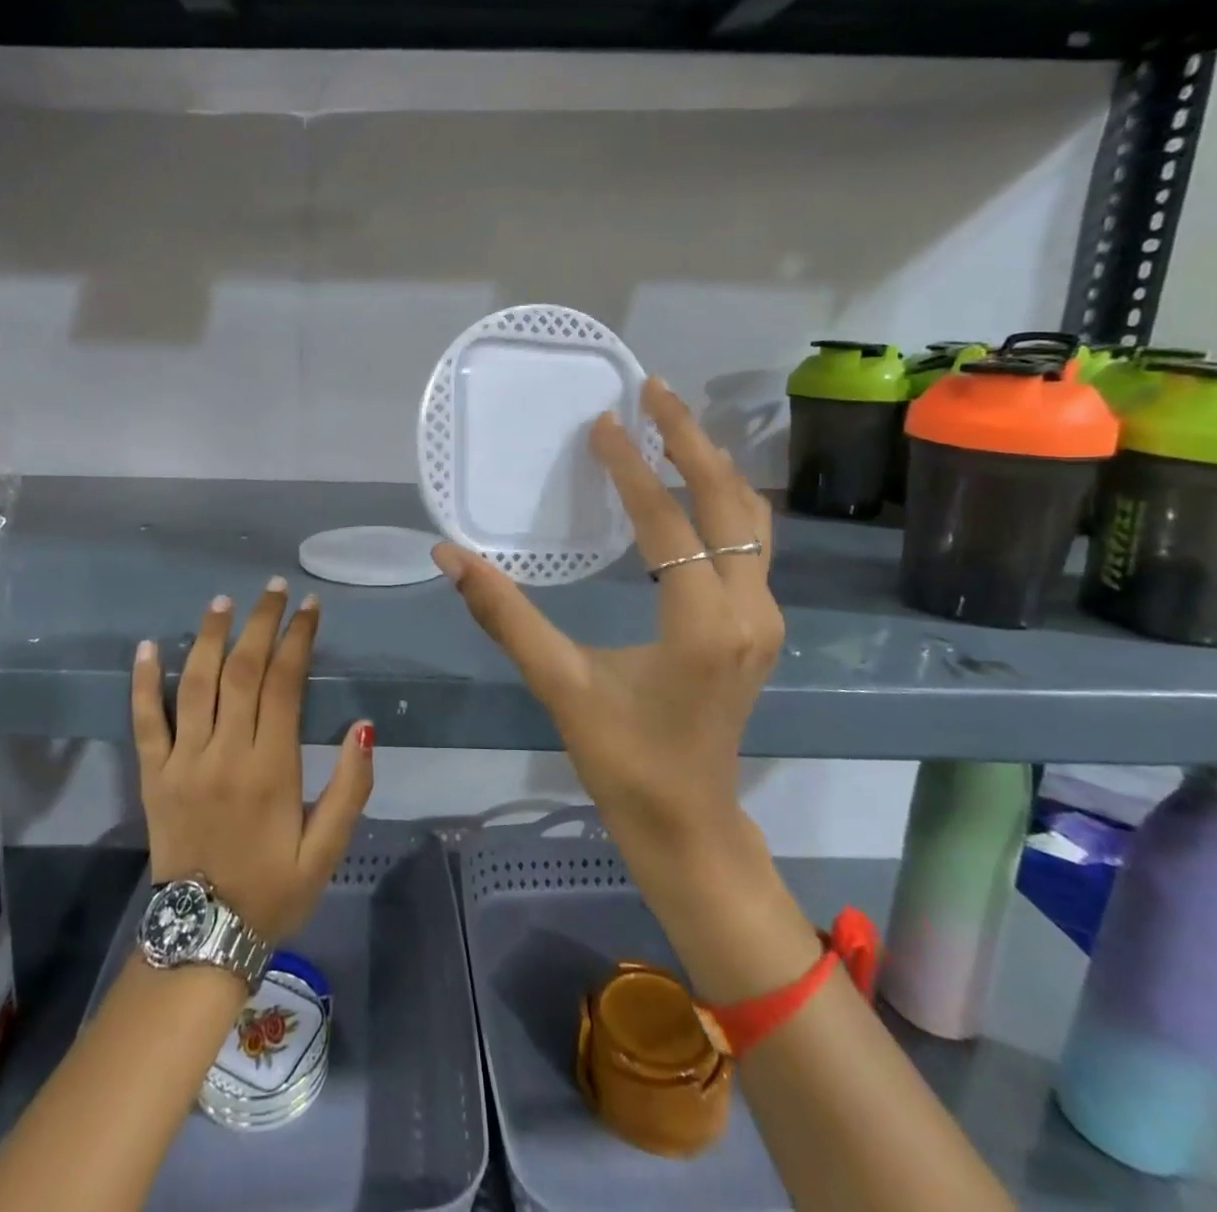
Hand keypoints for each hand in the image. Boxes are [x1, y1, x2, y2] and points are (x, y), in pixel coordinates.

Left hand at [130, 580, 374, 944]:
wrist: (202, 939)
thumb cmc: (273, 890)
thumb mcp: (328, 849)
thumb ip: (351, 787)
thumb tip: (363, 725)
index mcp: (271, 769)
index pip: (284, 685)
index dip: (298, 640)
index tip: (310, 608)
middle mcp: (225, 754)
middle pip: (241, 671)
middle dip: (260, 624)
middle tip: (273, 589)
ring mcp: (183, 762)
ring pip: (195, 684)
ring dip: (209, 637)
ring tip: (223, 601)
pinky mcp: (153, 776)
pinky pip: (144, 721)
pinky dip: (143, 682)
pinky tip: (148, 646)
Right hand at [431, 377, 781, 888]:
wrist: (690, 825)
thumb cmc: (624, 761)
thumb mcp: (560, 685)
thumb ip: (506, 615)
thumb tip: (451, 556)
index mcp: (701, 624)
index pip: (668, 523)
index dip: (632, 469)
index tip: (603, 422)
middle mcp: (749, 610)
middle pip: (730, 501)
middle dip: (691, 440)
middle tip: (654, 390)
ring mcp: (764, 618)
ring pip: (752, 519)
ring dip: (713, 466)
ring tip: (673, 424)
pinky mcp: (760, 626)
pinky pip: (752, 543)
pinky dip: (723, 501)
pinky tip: (693, 485)